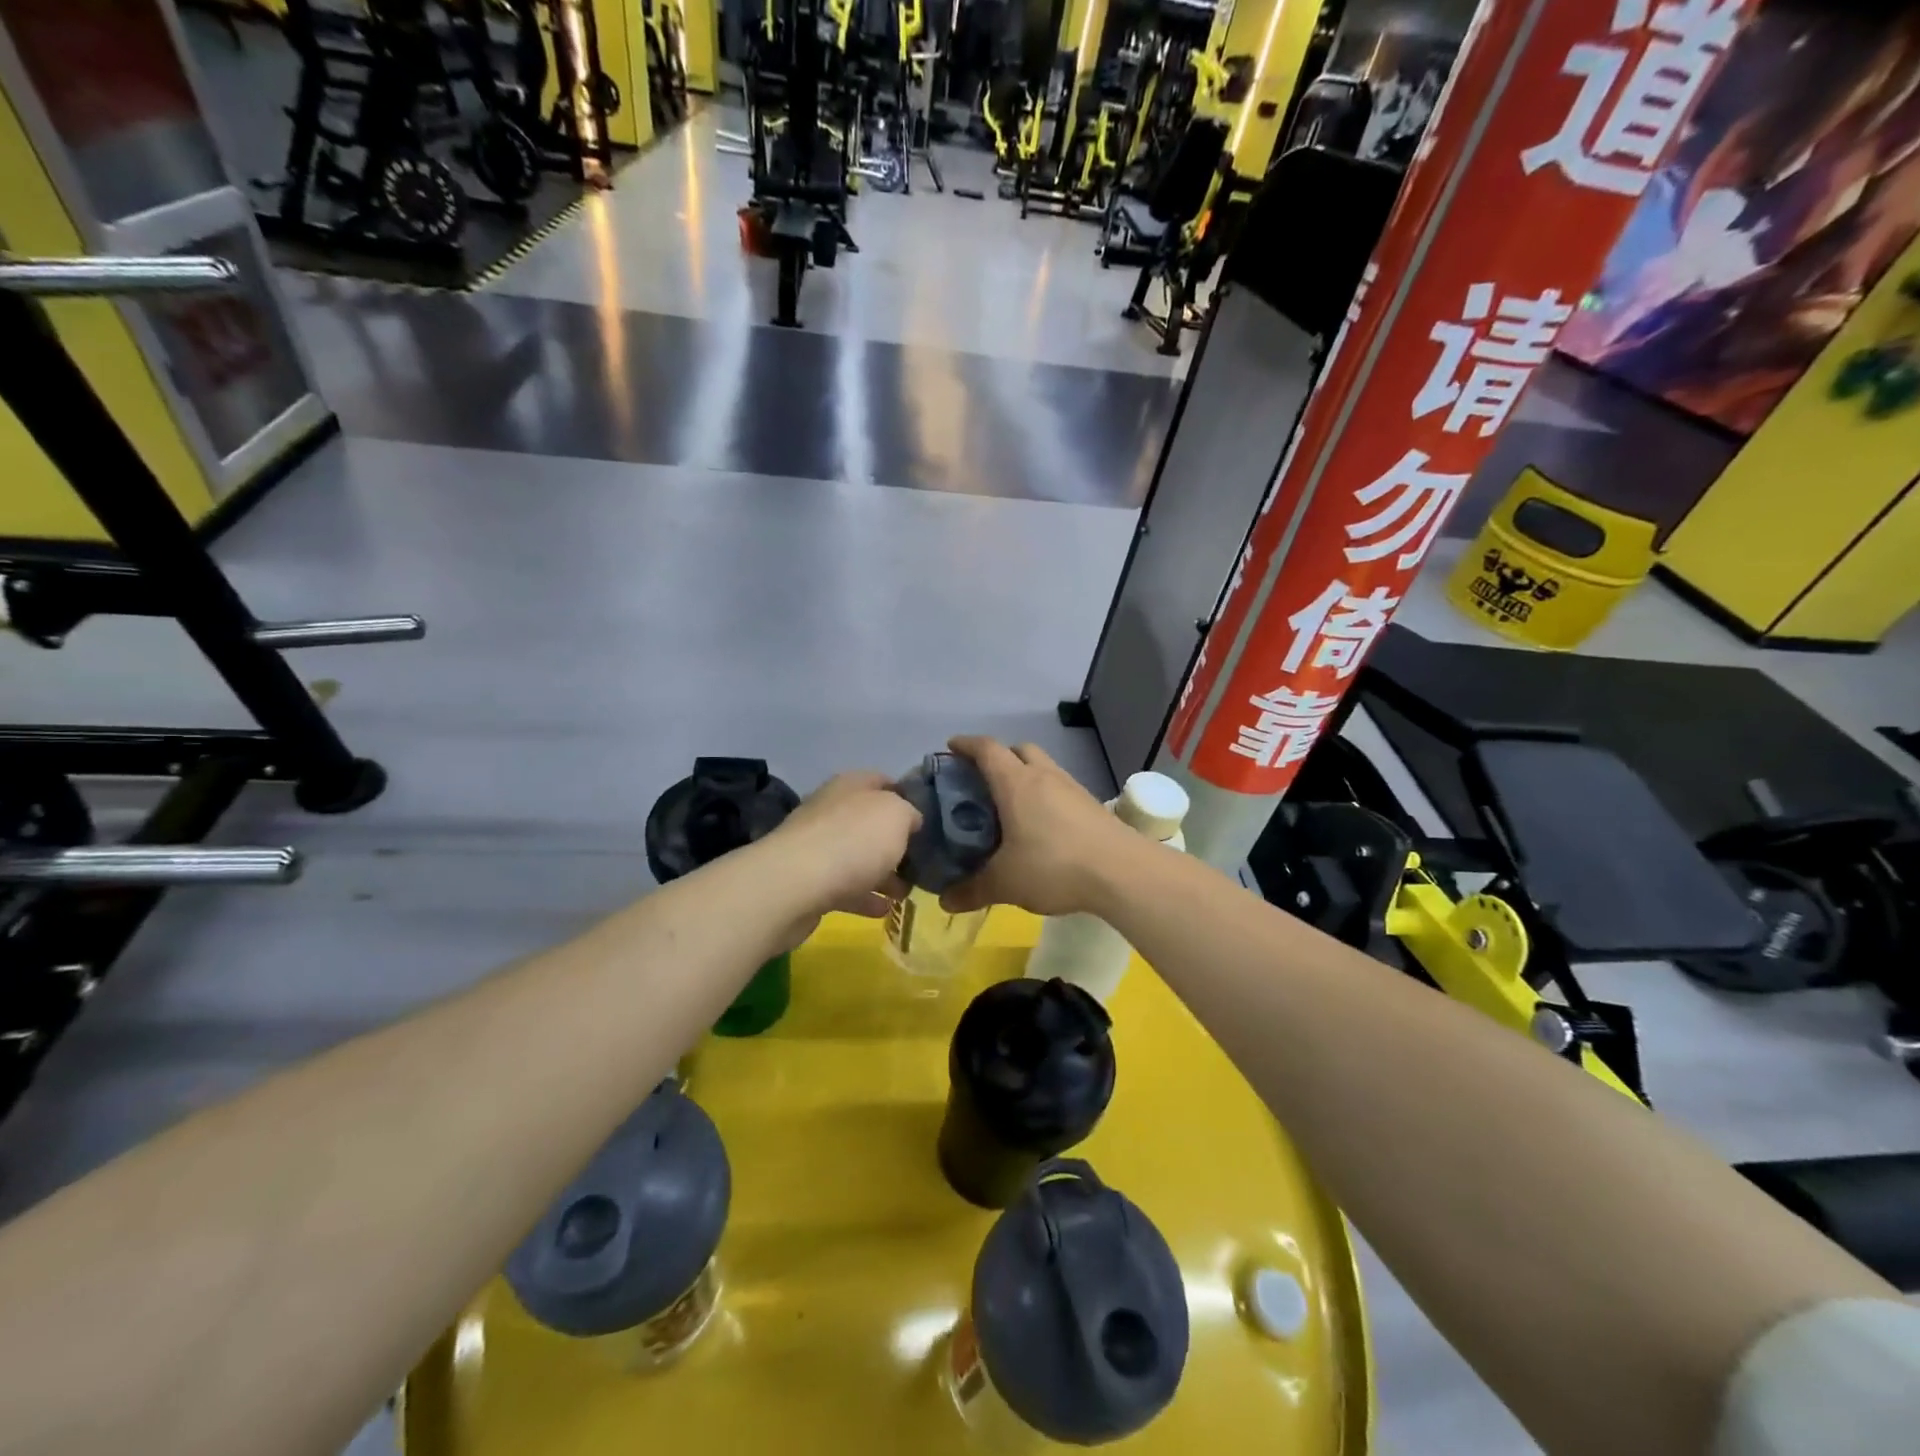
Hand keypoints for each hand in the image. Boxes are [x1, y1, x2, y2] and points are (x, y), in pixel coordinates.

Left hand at [763, 771, 919, 929]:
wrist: (794, 886)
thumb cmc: (853, 841)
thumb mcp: (896, 815)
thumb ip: (909, 813)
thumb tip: (910, 820)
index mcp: (851, 785)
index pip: (884, 781)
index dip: (907, 797)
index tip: (929, 820)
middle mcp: (832, 810)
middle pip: (870, 823)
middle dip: (896, 842)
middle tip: (921, 863)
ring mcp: (817, 846)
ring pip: (858, 856)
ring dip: (883, 874)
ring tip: (906, 893)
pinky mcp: (808, 881)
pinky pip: (844, 887)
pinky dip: (864, 897)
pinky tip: (883, 911)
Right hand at [940, 737, 1131, 916]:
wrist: (1122, 872)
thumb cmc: (1054, 866)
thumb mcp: (1005, 883)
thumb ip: (973, 890)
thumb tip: (945, 901)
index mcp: (1016, 783)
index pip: (987, 749)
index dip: (966, 744)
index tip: (951, 748)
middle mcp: (1044, 776)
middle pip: (1018, 750)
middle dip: (998, 757)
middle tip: (981, 780)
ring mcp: (1072, 788)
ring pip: (1043, 767)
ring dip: (1025, 775)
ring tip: (1011, 805)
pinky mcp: (1092, 805)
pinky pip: (1060, 788)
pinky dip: (1045, 795)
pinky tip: (1041, 825)